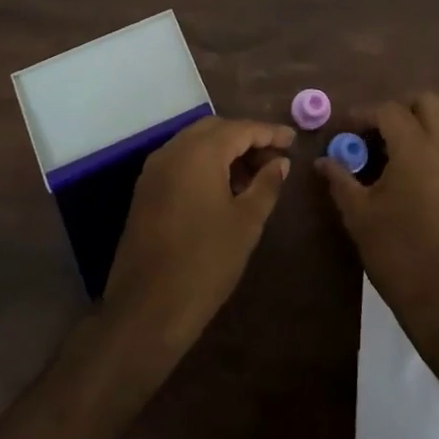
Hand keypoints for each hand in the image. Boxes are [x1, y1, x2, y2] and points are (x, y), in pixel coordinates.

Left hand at [103, 116, 293, 359]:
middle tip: (274, 159)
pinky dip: (204, 164)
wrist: (147, 309)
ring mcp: (154, 170)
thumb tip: (280, 163)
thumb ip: (266, 185)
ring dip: (225, 151)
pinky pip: (180, 162)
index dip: (269, 133)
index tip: (293, 140)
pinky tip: (224, 189)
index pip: (240, 129)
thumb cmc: (205, 262)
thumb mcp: (246, 223)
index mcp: (199, 153)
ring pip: (195, 144)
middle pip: (215, 130)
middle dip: (246, 138)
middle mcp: (173, 151)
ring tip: (253, 176)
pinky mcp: (145, 190)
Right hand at [318, 94, 438, 345]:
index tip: (344, 131)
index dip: (363, 115)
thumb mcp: (359, 216)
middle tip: (374, 134)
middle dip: (399, 109)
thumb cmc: (398, 253)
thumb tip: (324, 161)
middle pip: (429, 103)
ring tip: (391, 152)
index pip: (389, 111)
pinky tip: (409, 175)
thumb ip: (341, 180)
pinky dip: (432, 146)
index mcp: (416, 149)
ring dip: (419, 125)